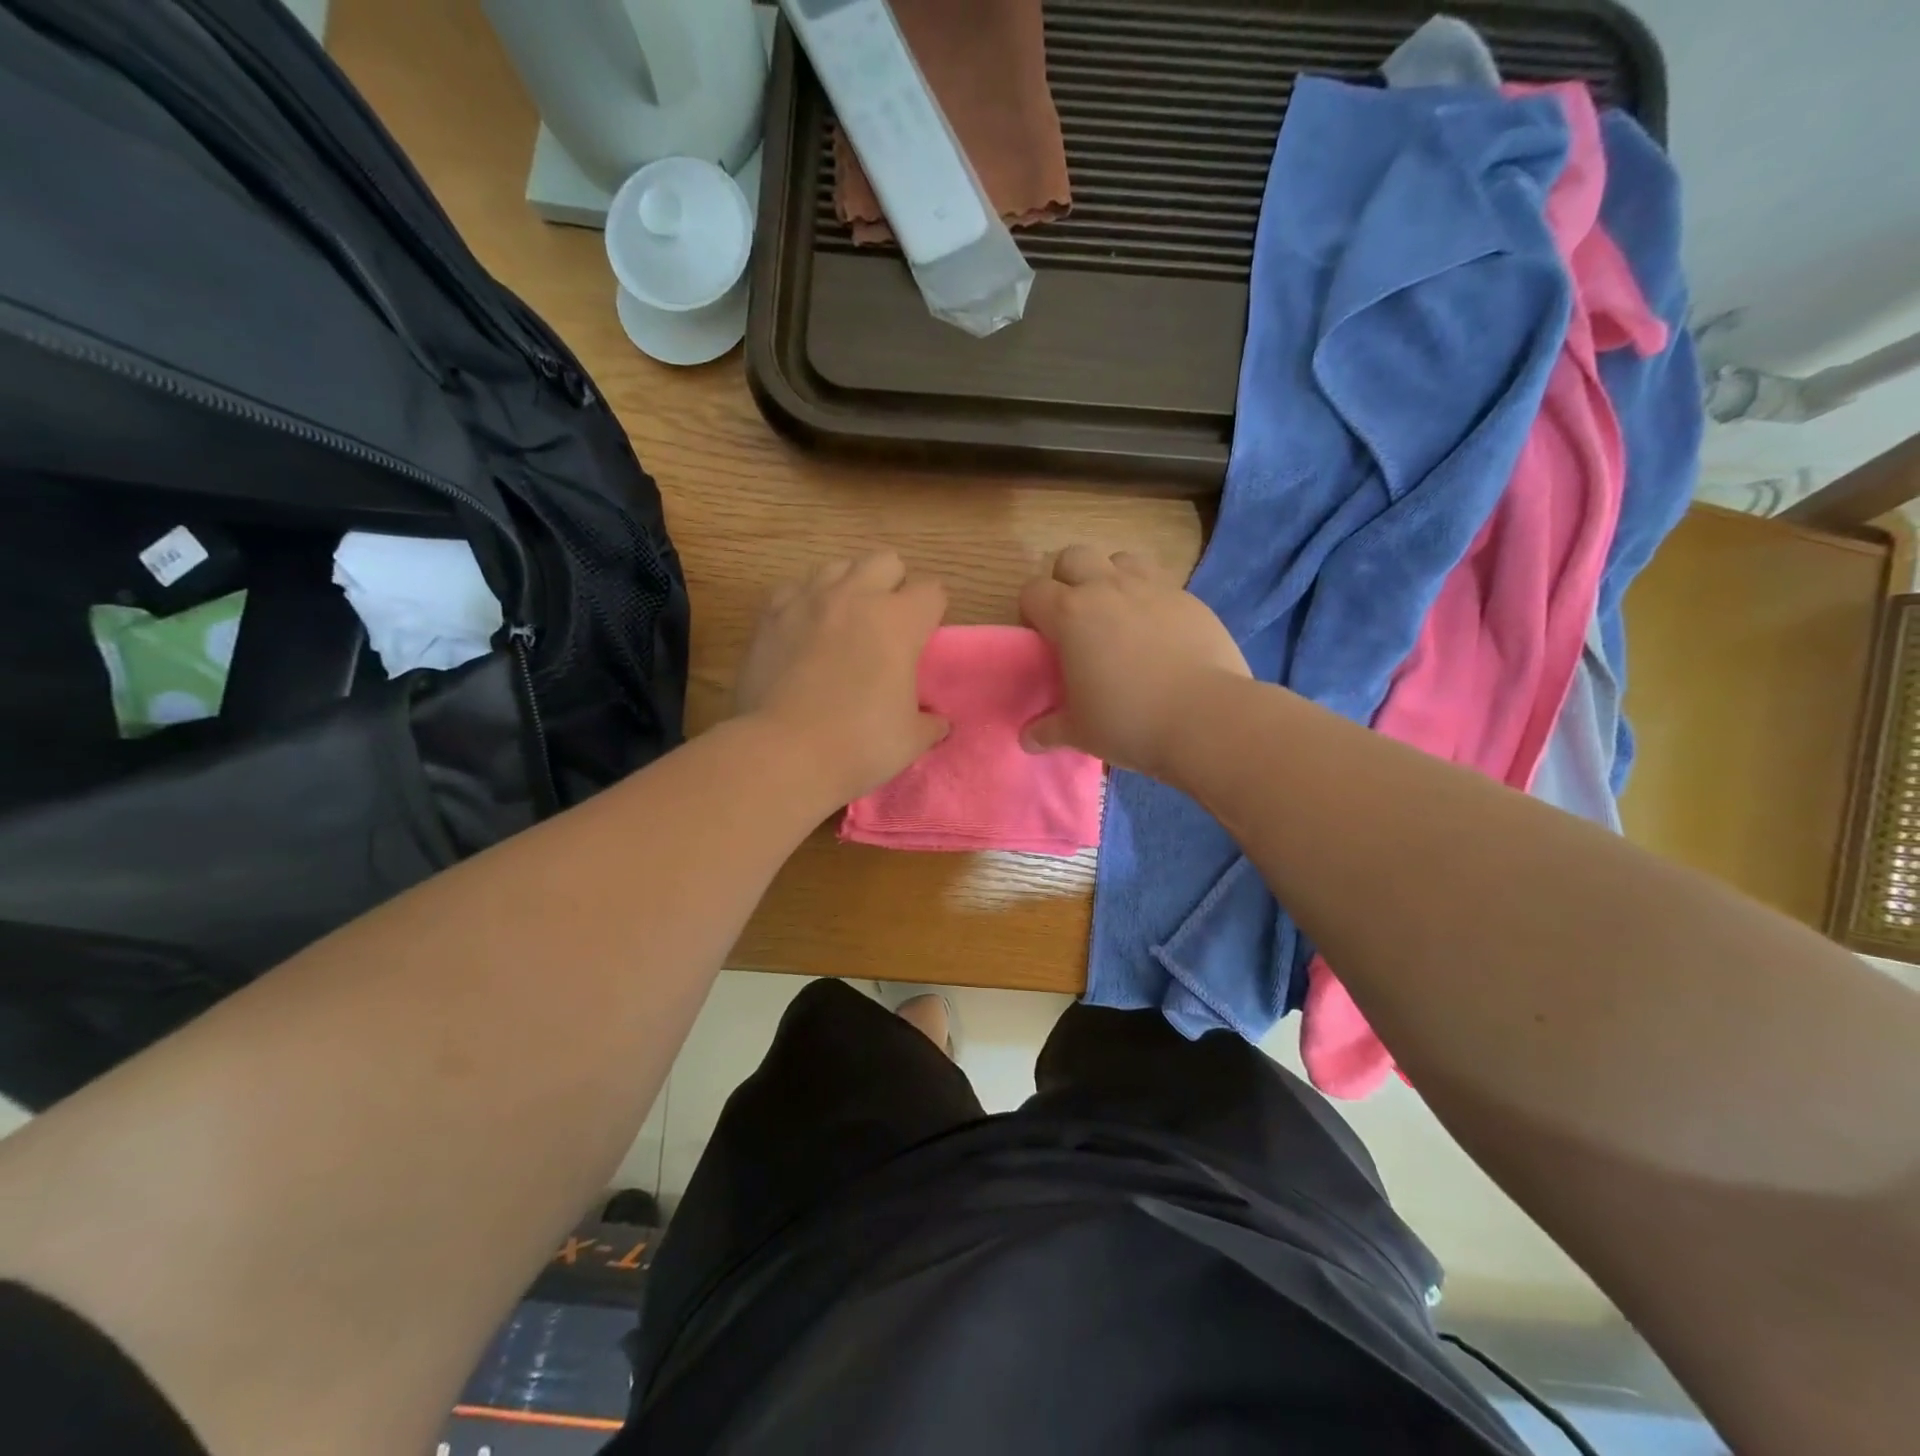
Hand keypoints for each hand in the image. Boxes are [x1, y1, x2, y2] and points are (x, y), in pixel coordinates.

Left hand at [736, 550, 949, 804]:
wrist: (784, 753)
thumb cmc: (859, 744)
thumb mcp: (911, 739)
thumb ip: (930, 722)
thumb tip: (936, 722)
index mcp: (899, 621)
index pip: (932, 590)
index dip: (933, 612)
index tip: (925, 638)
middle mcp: (856, 597)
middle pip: (886, 560)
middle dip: (893, 585)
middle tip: (888, 624)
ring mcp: (809, 600)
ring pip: (838, 566)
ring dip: (850, 586)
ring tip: (845, 622)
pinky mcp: (771, 615)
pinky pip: (795, 588)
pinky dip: (806, 602)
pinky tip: (805, 631)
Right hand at [1019, 546, 1249, 779]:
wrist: (1206, 718)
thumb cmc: (1128, 722)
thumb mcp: (1079, 732)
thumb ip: (1048, 729)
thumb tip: (1029, 739)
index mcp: (1070, 614)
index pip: (1034, 592)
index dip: (1033, 613)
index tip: (1043, 641)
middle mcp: (1107, 588)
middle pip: (1074, 557)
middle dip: (1068, 581)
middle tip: (1077, 621)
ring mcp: (1152, 588)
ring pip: (1120, 559)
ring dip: (1111, 579)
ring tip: (1119, 617)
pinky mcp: (1189, 598)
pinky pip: (1160, 582)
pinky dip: (1150, 599)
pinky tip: (1159, 634)